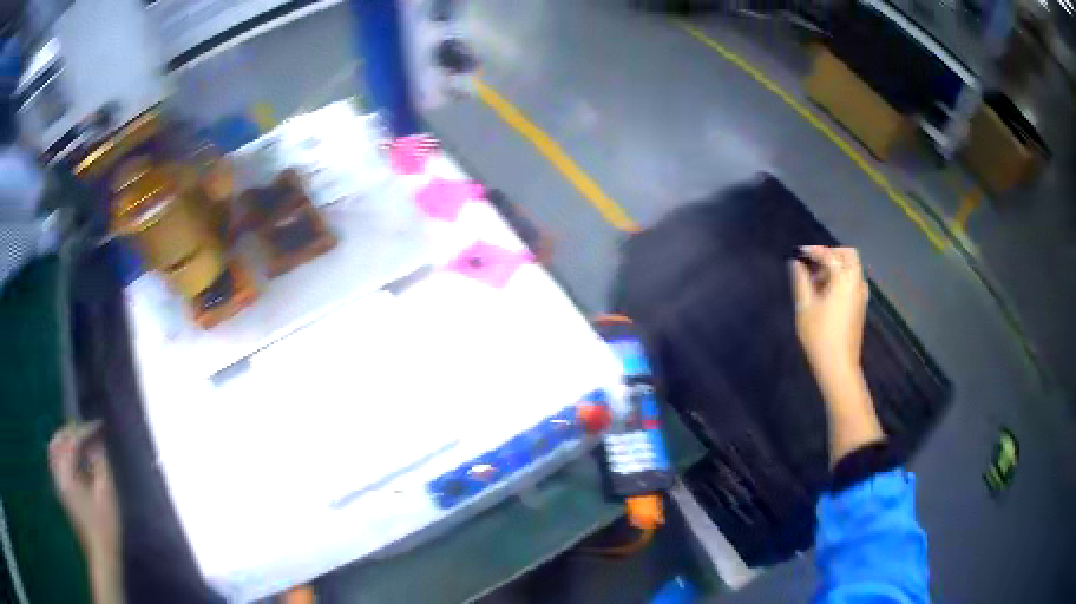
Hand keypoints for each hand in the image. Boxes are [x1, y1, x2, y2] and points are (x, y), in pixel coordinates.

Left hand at [49, 422, 120, 562]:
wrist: (101, 556)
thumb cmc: (105, 526)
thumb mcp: (106, 493)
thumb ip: (99, 462)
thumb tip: (96, 441)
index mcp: (66, 472)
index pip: (72, 440)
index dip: (86, 430)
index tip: (100, 425)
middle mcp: (57, 473)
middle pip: (57, 440)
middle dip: (71, 431)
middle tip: (88, 432)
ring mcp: (57, 482)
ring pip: (54, 449)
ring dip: (65, 440)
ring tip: (80, 442)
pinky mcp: (60, 490)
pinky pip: (56, 461)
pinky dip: (63, 452)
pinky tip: (75, 460)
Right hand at [789, 246, 868, 377]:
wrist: (838, 365)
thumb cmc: (820, 335)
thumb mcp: (805, 307)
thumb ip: (800, 281)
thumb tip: (796, 263)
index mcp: (844, 279)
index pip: (830, 254)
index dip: (814, 250)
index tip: (799, 252)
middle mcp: (857, 282)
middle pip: (848, 255)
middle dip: (831, 254)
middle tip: (813, 263)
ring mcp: (861, 295)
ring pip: (851, 269)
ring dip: (836, 267)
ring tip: (816, 281)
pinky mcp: (860, 306)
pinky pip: (852, 281)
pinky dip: (841, 279)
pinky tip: (826, 293)